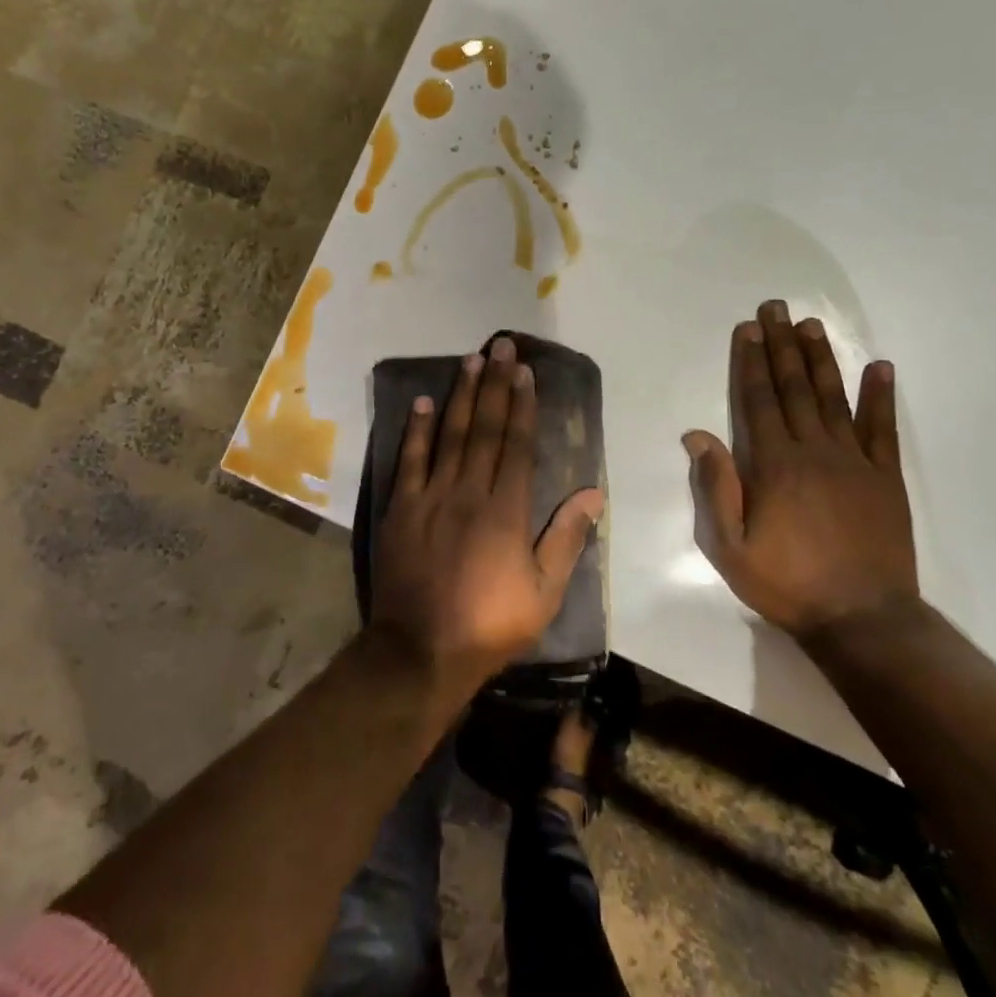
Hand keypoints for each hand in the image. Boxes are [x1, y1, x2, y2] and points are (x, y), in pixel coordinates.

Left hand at [371, 335, 605, 693]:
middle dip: (495, 385)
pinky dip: (416, 430)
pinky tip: (423, 403)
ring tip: (470, 360)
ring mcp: (430, 497)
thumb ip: (567, 539)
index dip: (522, 405)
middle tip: (500, 346)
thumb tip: (594, 494)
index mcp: (506, 511)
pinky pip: (409, 461)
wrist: (421, 651)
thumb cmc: (490, 624)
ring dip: (460, 395)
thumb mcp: (544, 592)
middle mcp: (469, 492)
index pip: (517, 445)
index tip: (525, 372)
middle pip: (484, 429)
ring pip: (449, 435)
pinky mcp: (401, 509)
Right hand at [683, 302, 917, 641]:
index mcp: (774, 465)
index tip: (748, 328)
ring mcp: (855, 461)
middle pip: (795, 388)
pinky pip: (884, 429)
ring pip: (835, 398)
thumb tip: (697, 434)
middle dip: (782, 345)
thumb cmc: (787, 583)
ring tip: (812, 325)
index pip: (758, 400)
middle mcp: (814, 451)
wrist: (862, 619)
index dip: (750, 362)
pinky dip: (882, 397)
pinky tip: (880, 368)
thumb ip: (716, 487)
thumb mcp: (730, 546)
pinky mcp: (885, 478)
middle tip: (777, 308)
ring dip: (822, 359)